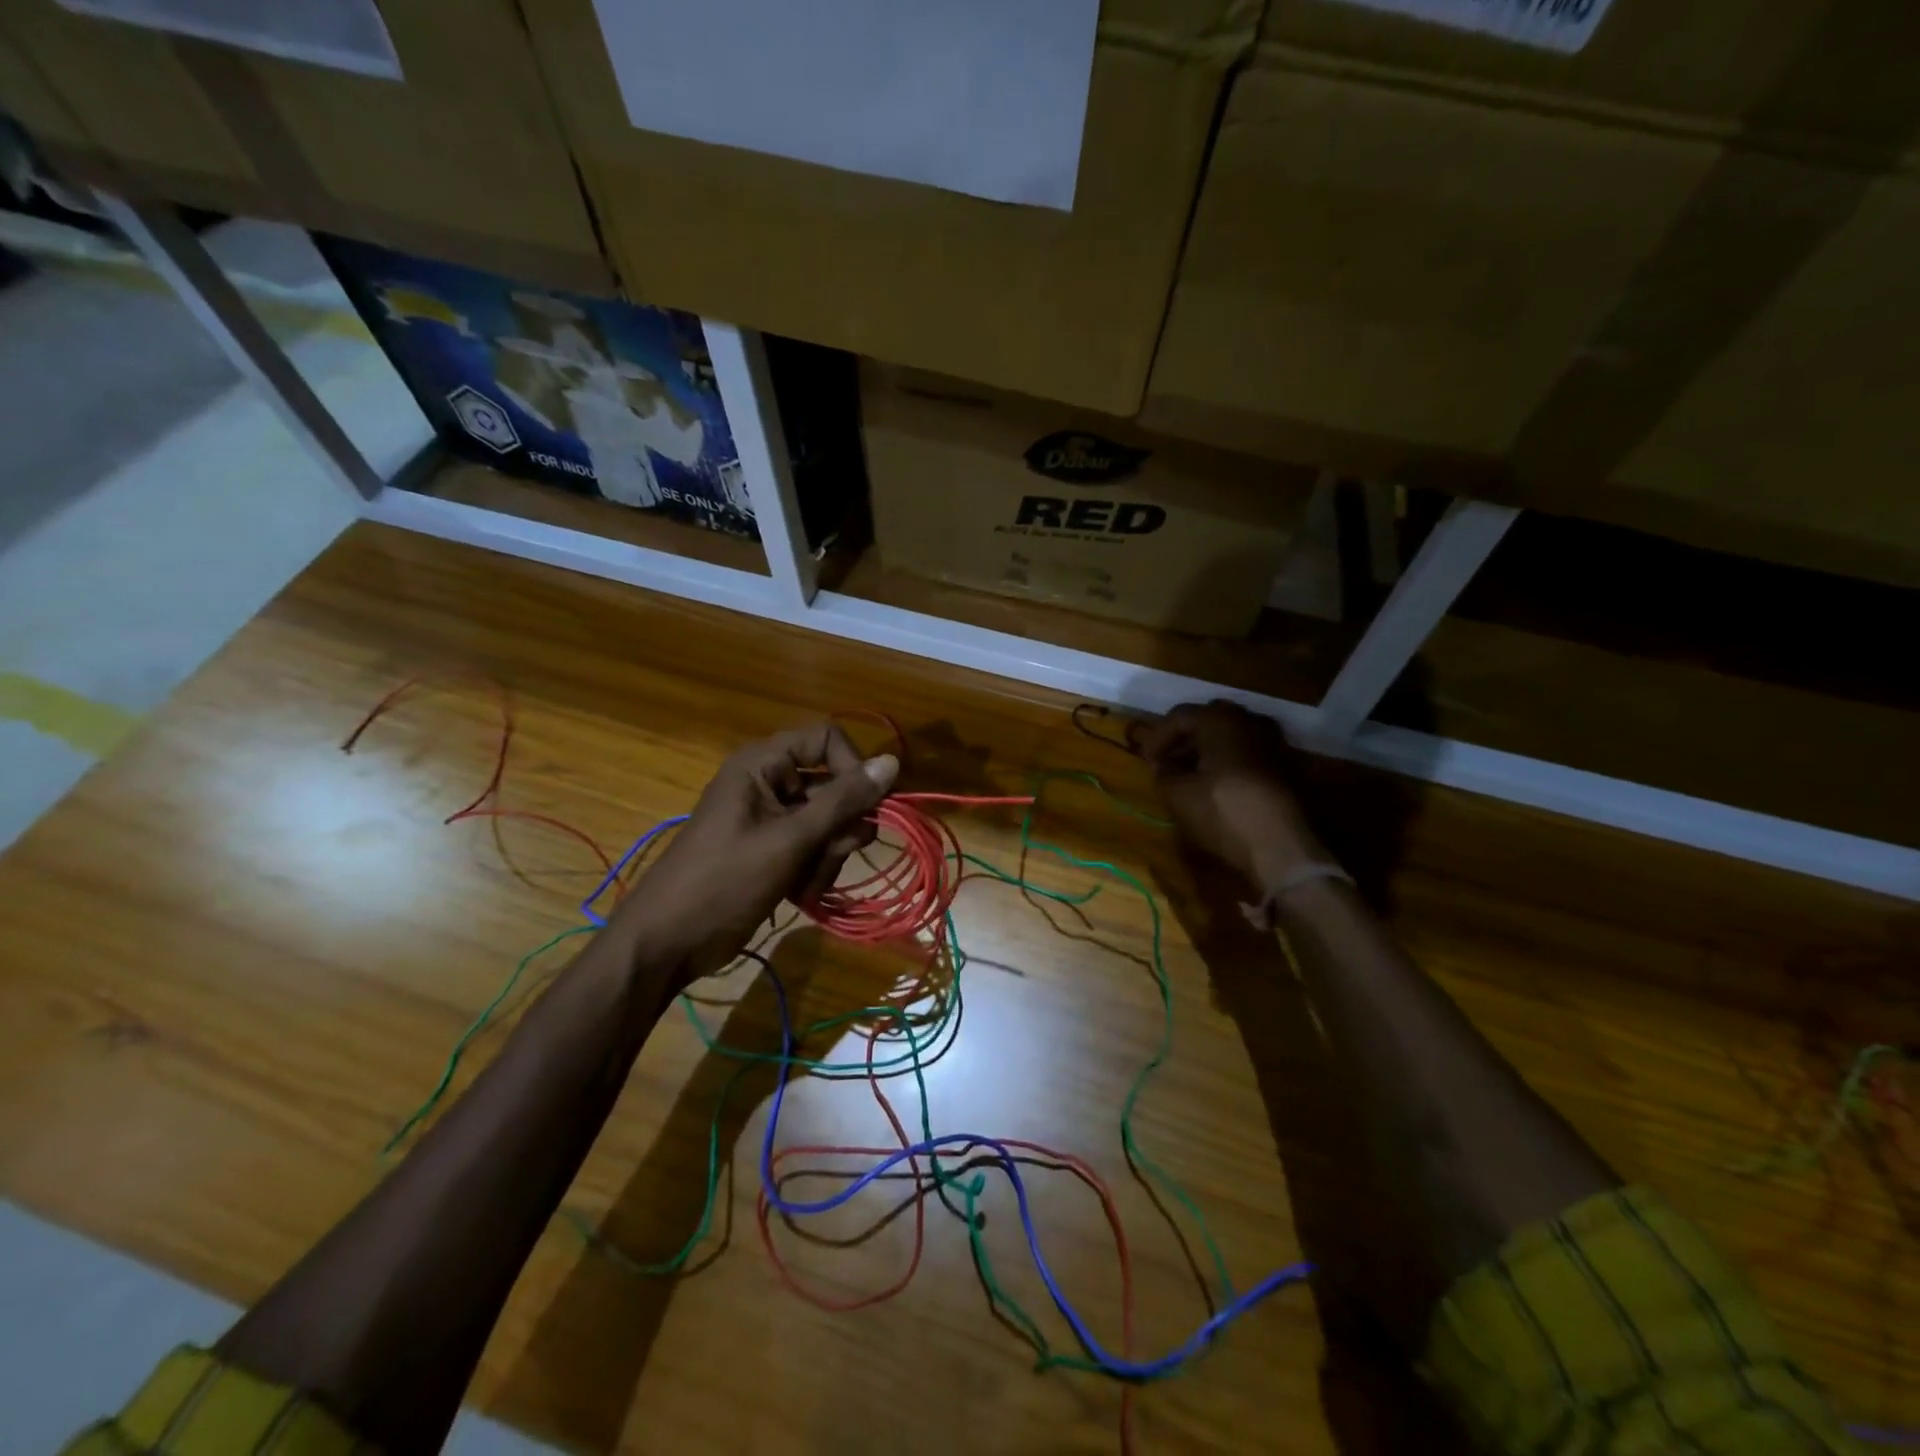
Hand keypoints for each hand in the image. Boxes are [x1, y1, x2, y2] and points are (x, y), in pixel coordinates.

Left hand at [615, 724, 897, 982]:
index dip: (852, 768)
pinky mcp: (774, 849)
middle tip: (830, 854)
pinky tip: (802, 893)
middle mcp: (769, 782)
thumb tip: (892, 762)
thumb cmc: (725, 881)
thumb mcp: (789, 839)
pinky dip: (816, 869)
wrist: (669, 942)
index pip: (828, 740)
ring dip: (829, 854)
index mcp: (763, 764)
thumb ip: (843, 801)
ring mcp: (771, 818)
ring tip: (807, 883)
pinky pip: (815, 846)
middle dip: (840, 826)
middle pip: (833, 785)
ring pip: (830, 822)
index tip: (865, 807)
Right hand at [1136, 701, 1328, 894]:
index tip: (1146, 761)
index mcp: (1220, 719)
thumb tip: (1163, 764)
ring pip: (1231, 737)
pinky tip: (1218, 785)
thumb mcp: (1178, 794)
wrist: (1283, 846)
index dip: (1158, 737)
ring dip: (1208, 752)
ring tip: (1191, 776)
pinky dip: (1229, 763)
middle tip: (1168, 763)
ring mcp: (1273, 742)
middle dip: (1185, 740)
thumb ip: (1164, 772)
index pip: (1180, 716)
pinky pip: (1248, 754)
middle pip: (1208, 721)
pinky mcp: (1287, 766)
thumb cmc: (1223, 811)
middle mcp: (1250, 721)